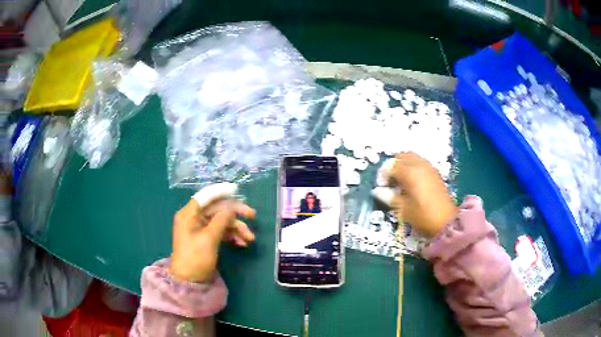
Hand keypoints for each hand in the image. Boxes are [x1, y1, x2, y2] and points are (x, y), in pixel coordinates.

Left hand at [170, 197, 255, 282]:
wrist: (189, 281)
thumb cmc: (196, 258)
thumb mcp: (209, 239)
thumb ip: (221, 220)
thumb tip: (232, 208)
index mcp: (189, 214)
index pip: (206, 196)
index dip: (221, 191)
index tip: (237, 190)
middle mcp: (194, 218)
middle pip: (217, 209)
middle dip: (235, 214)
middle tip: (253, 215)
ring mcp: (200, 229)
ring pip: (221, 221)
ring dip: (236, 228)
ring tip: (250, 239)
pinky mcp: (205, 238)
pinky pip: (220, 231)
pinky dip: (231, 235)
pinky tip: (242, 243)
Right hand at [376, 152, 456, 236]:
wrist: (447, 222)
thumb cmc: (423, 216)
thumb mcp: (403, 209)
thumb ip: (389, 197)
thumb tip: (377, 191)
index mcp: (410, 172)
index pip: (391, 166)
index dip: (383, 175)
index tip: (381, 188)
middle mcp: (419, 165)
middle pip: (402, 156)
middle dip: (393, 166)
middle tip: (390, 182)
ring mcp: (429, 168)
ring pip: (412, 158)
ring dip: (404, 166)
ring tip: (401, 182)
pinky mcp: (436, 174)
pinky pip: (421, 164)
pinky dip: (413, 169)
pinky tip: (412, 184)